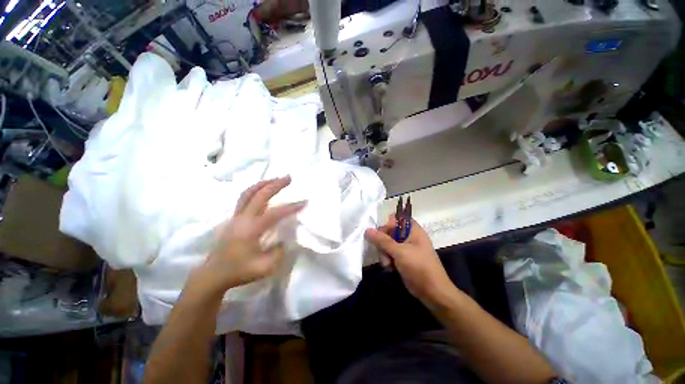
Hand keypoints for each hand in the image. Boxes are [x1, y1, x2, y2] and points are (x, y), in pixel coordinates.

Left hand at [190, 176, 305, 296]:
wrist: (213, 274)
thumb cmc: (239, 272)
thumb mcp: (265, 268)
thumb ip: (279, 252)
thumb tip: (285, 239)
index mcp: (251, 230)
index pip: (275, 213)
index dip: (291, 207)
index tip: (305, 202)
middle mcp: (243, 219)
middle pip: (259, 195)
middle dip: (275, 184)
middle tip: (289, 177)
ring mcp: (236, 217)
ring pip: (248, 193)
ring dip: (263, 183)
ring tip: (276, 178)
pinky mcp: (233, 218)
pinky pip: (244, 197)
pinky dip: (255, 189)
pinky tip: (262, 189)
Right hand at [365, 216, 458, 306]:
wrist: (433, 293)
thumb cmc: (419, 267)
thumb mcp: (400, 252)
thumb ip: (382, 240)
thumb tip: (367, 230)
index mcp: (413, 230)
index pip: (397, 218)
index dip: (389, 223)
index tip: (382, 233)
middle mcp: (409, 237)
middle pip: (390, 232)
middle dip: (383, 242)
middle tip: (383, 251)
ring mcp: (406, 248)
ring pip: (387, 244)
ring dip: (384, 253)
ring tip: (388, 264)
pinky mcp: (403, 259)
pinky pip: (390, 254)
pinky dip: (388, 260)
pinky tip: (390, 268)